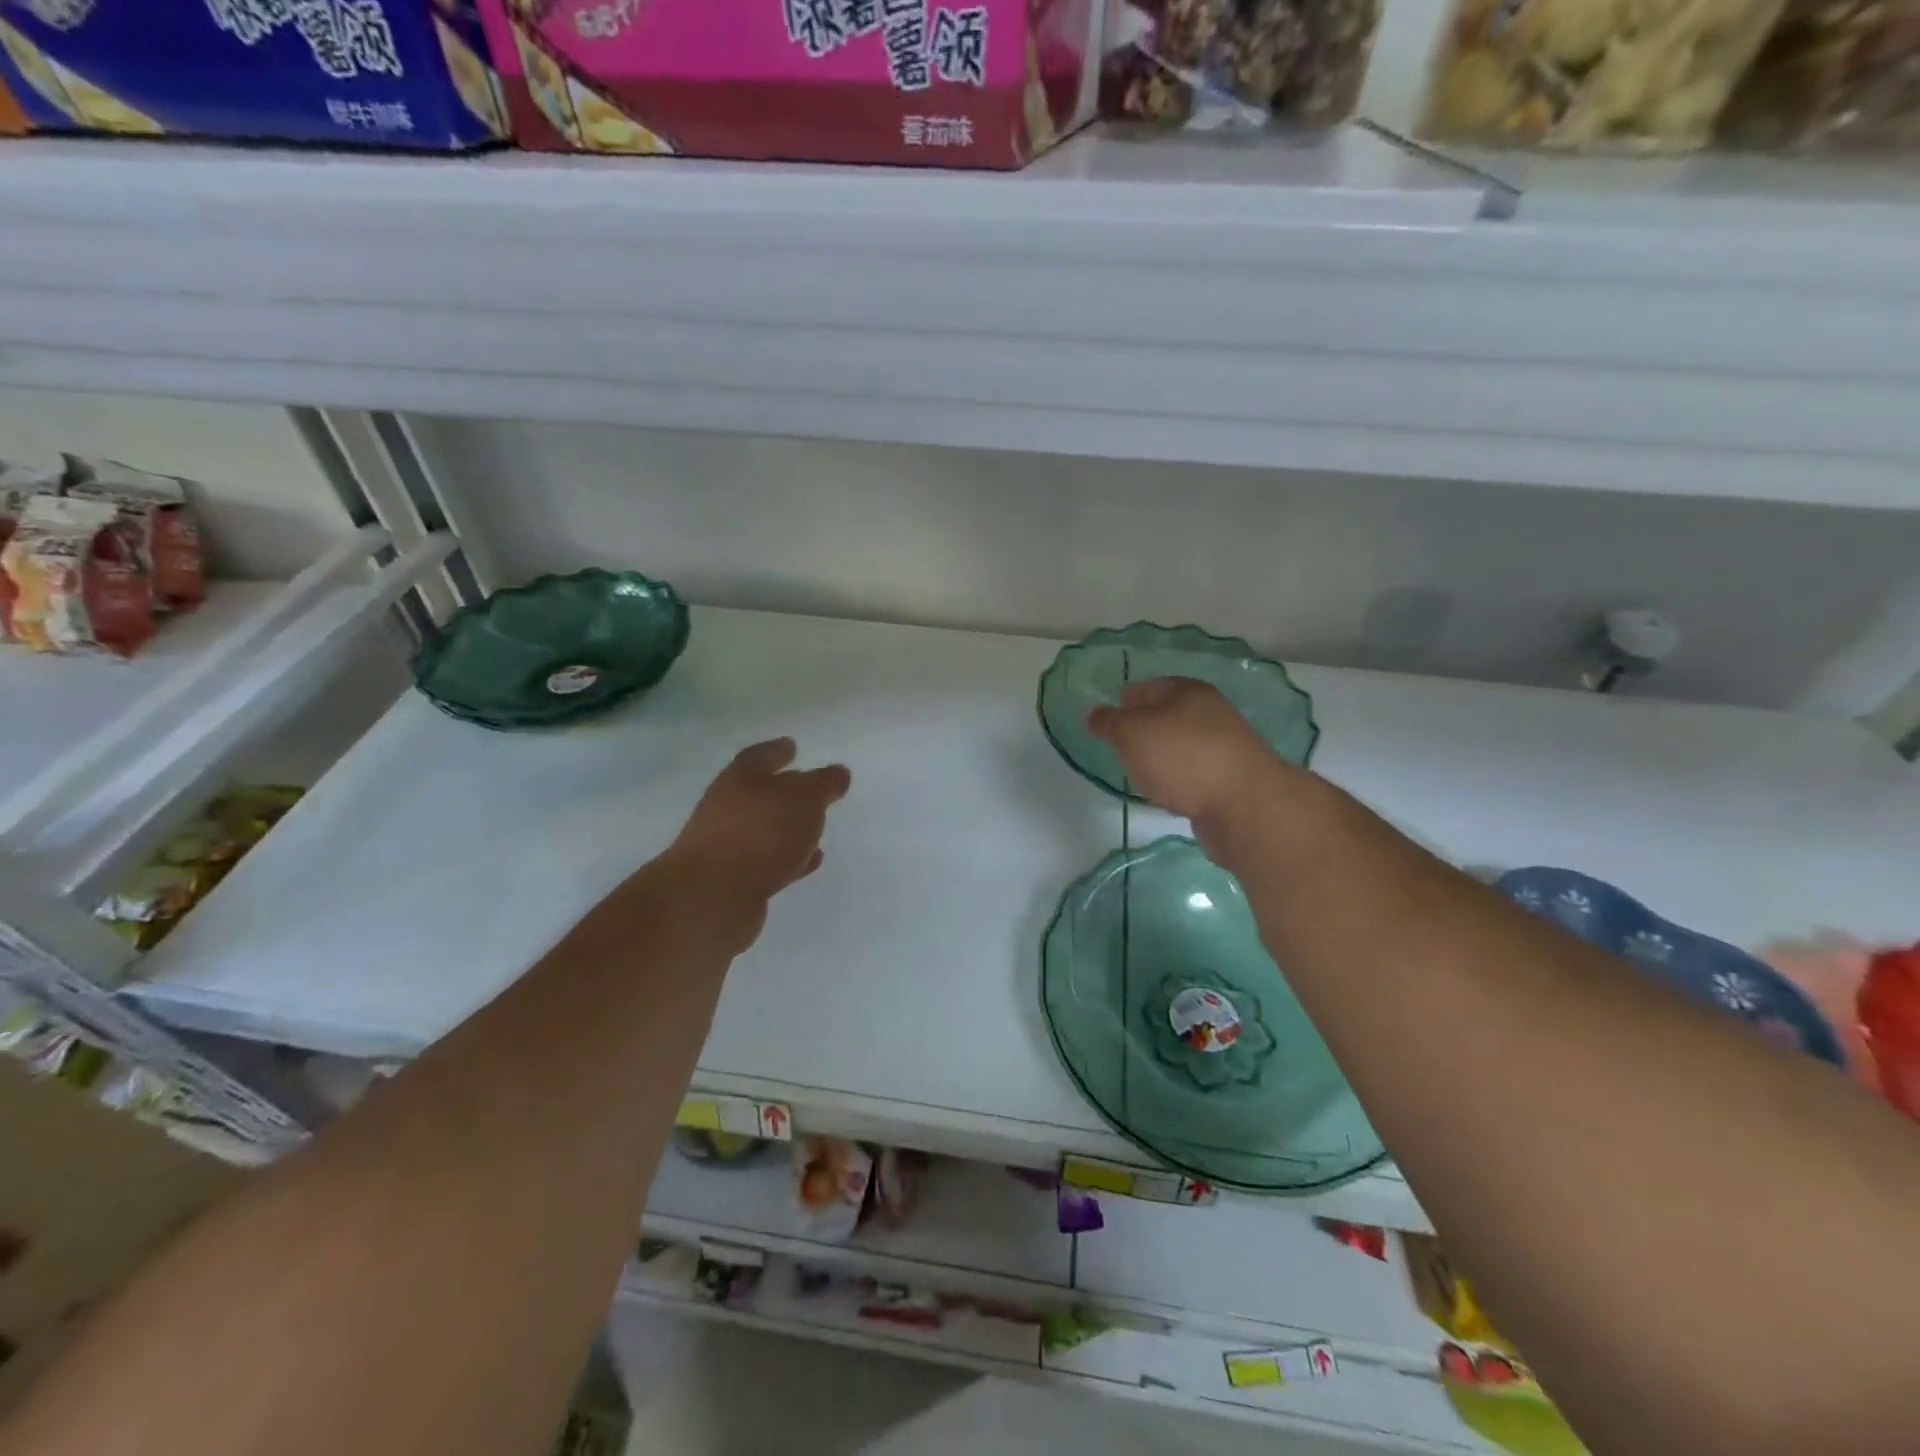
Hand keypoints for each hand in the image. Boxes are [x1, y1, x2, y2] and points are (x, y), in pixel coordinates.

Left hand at [669, 738, 850, 945]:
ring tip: (816, 828)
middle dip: (785, 790)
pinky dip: (787, 858)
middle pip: (759, 792)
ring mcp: (726, 844)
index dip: (778, 750)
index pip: (761, 756)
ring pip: (763, 828)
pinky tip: (808, 861)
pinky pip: (766, 860)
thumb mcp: (804, 799)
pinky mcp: (731, 879)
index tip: (792, 746)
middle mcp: (727, 806)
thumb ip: (824, 784)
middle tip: (811, 789)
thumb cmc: (761, 833)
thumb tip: (838, 773)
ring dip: (788, 827)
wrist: (712, 897)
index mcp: (741, 778)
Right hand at [1085, 678, 1279, 830]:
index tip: (1107, 715)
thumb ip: (1108, 722)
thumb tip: (1093, 714)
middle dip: (1143, 726)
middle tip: (1117, 744)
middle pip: (1168, 715)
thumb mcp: (1132, 732)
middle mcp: (1209, 714)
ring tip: (1137, 769)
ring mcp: (1223, 748)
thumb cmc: (1182, 757)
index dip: (1126, 697)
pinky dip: (1177, 778)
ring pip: (1181, 745)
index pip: (1149, 686)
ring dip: (1161, 755)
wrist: (1244, 805)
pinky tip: (1165, 791)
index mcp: (1188, 692)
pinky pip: (1193, 773)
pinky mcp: (1229, 780)